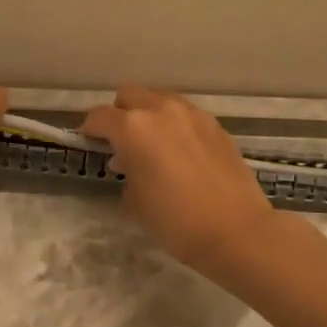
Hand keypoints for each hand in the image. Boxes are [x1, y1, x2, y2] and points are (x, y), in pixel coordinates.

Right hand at [81, 85, 273, 270]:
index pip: (99, 116)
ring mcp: (192, 114)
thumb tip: (128, 164)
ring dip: (149, 115)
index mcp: (133, 128)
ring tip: (153, 145)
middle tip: (121, 141)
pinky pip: (185, 114)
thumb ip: (125, 172)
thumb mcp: (135, 201)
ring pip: (160, 99)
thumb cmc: (176, 222)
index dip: (89, 130)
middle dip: (120, 113)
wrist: (236, 231)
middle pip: (129, 95)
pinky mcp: (215, 125)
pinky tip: (181, 153)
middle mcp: (161, 110)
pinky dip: (175, 125)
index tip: (90, 144)